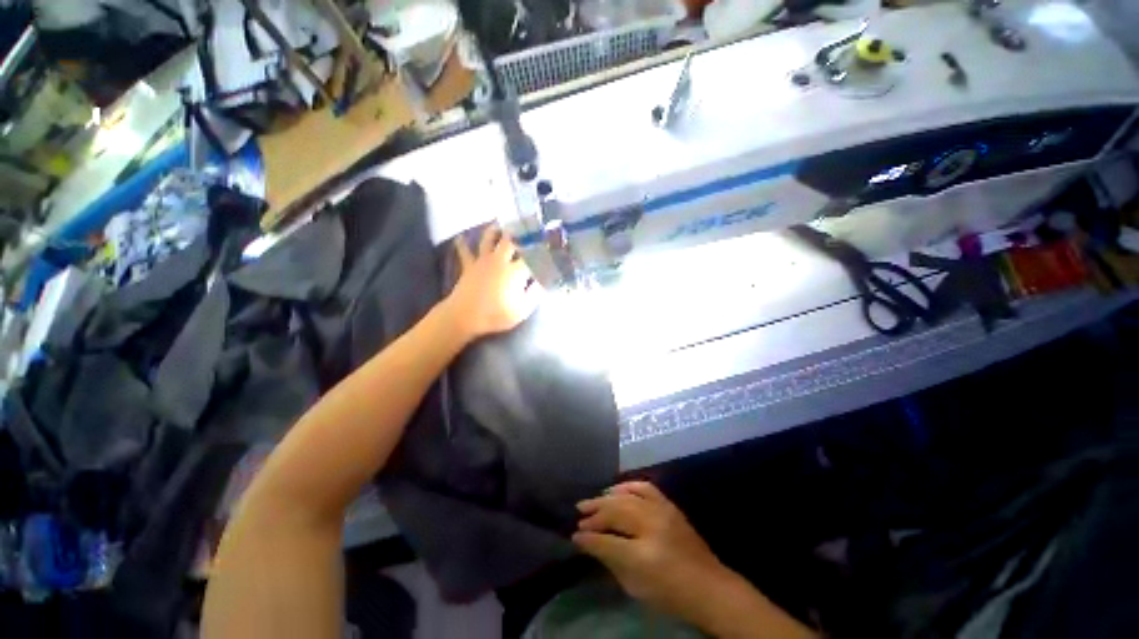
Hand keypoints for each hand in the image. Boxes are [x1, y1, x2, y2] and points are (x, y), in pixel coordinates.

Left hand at [446, 225, 541, 339]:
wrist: (464, 316)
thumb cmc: (495, 315)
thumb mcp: (521, 311)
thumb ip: (534, 295)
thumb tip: (542, 284)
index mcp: (515, 271)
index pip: (532, 256)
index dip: (541, 250)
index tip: (548, 245)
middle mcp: (500, 260)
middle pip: (511, 240)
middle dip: (519, 231)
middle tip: (526, 223)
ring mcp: (483, 261)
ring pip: (489, 239)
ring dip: (495, 230)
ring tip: (500, 223)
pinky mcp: (469, 266)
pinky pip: (465, 251)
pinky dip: (463, 244)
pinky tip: (461, 237)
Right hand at [574, 482, 730, 621]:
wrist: (709, 586)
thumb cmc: (671, 594)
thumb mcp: (636, 587)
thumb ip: (611, 561)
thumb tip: (588, 543)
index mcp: (643, 555)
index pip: (607, 541)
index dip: (588, 537)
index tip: (575, 535)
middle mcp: (652, 526)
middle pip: (615, 511)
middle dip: (595, 513)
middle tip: (579, 514)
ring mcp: (662, 512)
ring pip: (627, 496)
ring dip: (607, 497)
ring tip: (593, 501)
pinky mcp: (669, 505)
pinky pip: (644, 487)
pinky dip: (627, 486)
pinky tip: (616, 490)